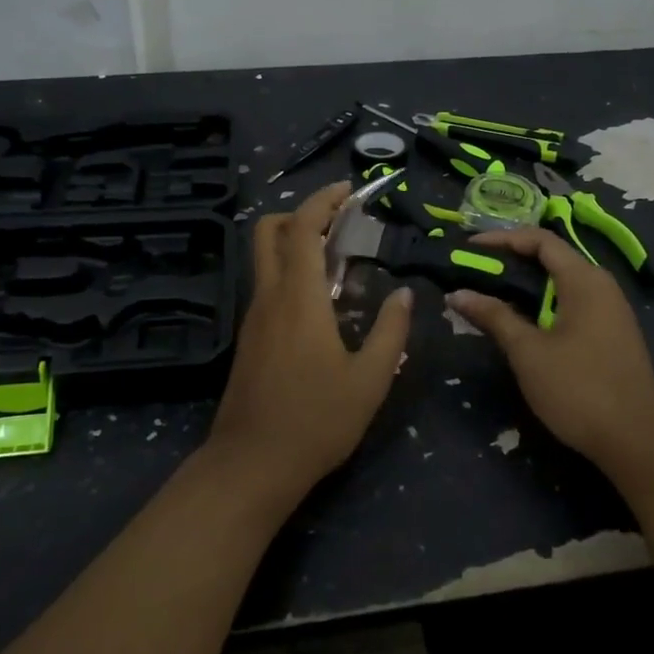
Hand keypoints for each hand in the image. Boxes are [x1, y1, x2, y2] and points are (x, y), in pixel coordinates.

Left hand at [207, 181, 412, 501]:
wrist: (252, 464)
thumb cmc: (316, 421)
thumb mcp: (370, 381)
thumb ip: (391, 333)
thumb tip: (404, 297)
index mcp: (299, 298)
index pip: (303, 229)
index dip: (324, 201)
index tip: (348, 189)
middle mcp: (269, 297)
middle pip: (268, 232)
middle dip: (300, 213)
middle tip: (338, 220)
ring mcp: (253, 318)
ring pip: (265, 259)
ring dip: (295, 243)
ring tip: (339, 259)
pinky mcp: (249, 338)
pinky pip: (267, 286)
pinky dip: (290, 272)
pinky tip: (321, 301)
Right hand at [447, 228, 653, 473]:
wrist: (636, 441)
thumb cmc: (578, 388)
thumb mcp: (528, 351)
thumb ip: (493, 316)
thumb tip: (457, 293)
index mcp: (584, 280)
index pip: (540, 240)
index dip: (502, 238)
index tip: (469, 247)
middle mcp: (601, 286)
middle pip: (551, 259)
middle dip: (510, 261)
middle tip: (473, 271)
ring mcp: (610, 311)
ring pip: (561, 284)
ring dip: (525, 285)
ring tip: (489, 295)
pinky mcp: (611, 335)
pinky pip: (571, 304)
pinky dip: (542, 304)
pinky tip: (521, 324)